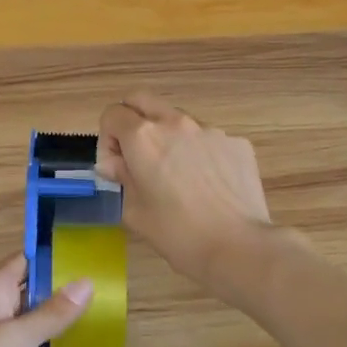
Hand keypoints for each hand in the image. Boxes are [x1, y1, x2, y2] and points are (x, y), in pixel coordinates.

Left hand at [0, 253, 91, 346]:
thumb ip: (52, 313)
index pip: (22, 261)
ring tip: (98, 314)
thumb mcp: (15, 337)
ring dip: (56, 319)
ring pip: (30, 321)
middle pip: (29, 291)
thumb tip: (87, 282)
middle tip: (102, 285)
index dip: (50, 254)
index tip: (86, 252)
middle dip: (60, 288)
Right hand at [97, 92, 272, 290]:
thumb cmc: (177, 234)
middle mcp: (176, 123)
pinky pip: (208, 140)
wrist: (238, 247)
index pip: (112, 114)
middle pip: (142, 100)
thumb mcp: (135, 212)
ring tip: (178, 177)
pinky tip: (208, 186)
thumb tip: (117, 164)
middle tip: (138, 157)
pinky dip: (200, 154)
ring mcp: (211, 130)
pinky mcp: (237, 143)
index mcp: (144, 137)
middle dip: (132, 122)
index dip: (107, 141)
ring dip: (169, 138)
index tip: (117, 168)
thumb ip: (121, 178)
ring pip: (178, 121)